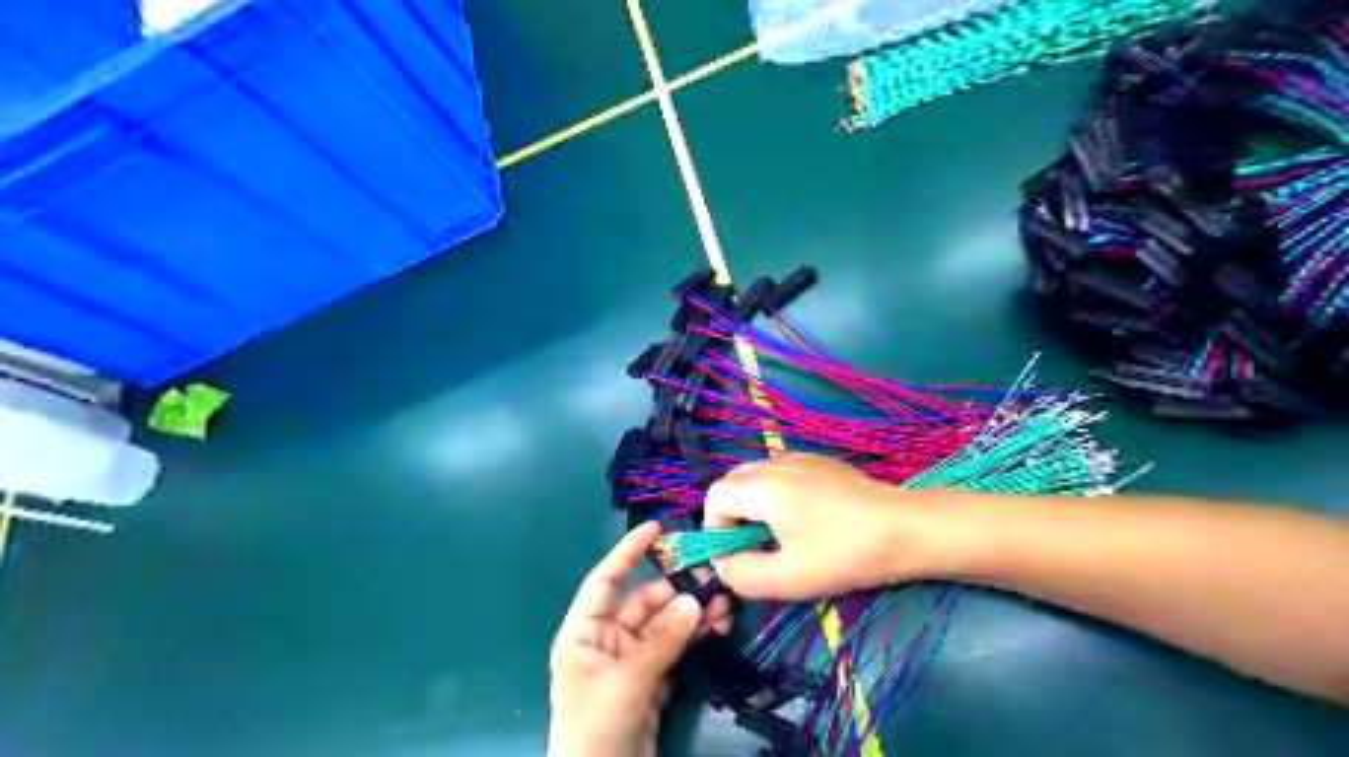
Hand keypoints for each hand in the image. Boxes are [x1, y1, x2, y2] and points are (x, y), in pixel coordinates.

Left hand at [548, 523, 732, 755]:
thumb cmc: (595, 727)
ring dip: (693, 613)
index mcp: (584, 632)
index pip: (605, 581)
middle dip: (677, 590)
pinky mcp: (653, 680)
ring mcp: (632, 660)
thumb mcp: (625, 681)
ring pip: (666, 625)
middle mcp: (607, 639)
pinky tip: (718, 625)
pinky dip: (696, 637)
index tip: (655, 528)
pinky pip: (676, 648)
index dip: (627, 552)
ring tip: (725, 603)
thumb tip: (693, 600)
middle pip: (645, 602)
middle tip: (712, 578)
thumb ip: (661, 641)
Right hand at [701, 451, 964, 598]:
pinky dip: (775, 495)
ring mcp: (799, 458)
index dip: (715, 528)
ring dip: (753, 506)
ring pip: (755, 477)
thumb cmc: (845, 554)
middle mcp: (776, 463)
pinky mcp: (819, 462)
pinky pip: (779, 474)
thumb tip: (723, 563)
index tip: (738, 555)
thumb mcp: (788, 578)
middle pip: (732, 482)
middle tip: (756, 548)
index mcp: (763, 486)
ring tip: (780, 536)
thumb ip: (741, 574)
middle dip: (732, 516)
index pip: (714, 496)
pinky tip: (806, 520)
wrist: (905, 528)